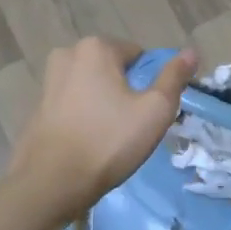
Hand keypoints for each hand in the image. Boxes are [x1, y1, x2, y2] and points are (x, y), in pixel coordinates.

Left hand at [8, 39, 195, 222]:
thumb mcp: (155, 110)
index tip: (150, 112)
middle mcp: (68, 54)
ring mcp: (49, 80)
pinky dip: (87, 116)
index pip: (140, 56)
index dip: (151, 83)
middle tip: (134, 126)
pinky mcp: (39, 106)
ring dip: (107, 104)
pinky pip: (75, 103)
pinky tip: (91, 141)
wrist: (52, 182)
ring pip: (94, 87)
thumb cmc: (109, 141)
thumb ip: (174, 78)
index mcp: (96, 48)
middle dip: (127, 92)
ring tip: (113, 137)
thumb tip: (191, 51)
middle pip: (115, 69)